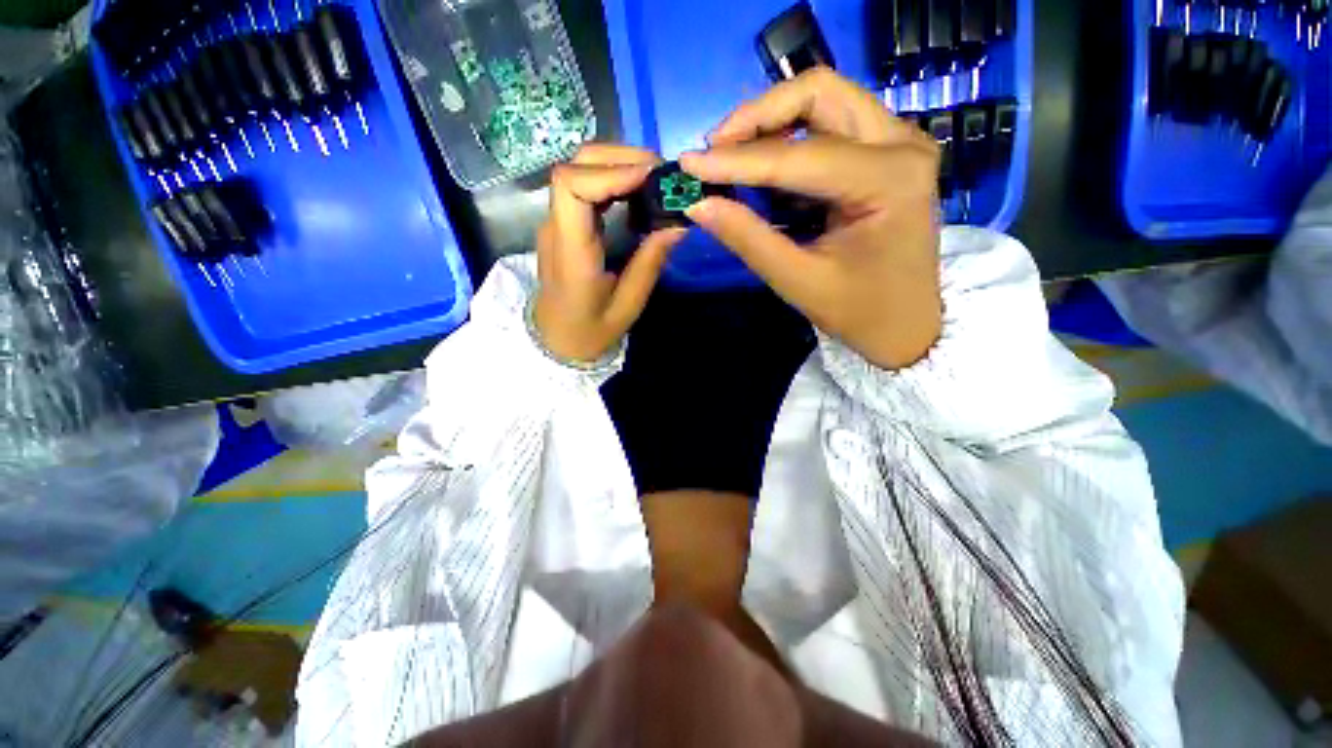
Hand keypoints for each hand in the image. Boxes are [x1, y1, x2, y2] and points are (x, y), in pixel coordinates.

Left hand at [534, 144, 686, 362]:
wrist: (556, 340)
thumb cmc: (590, 331)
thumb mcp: (627, 306)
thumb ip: (650, 263)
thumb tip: (678, 223)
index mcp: (571, 252)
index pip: (572, 186)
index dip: (611, 172)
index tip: (652, 178)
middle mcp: (557, 227)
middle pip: (574, 166)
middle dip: (620, 158)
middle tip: (662, 172)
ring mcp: (557, 222)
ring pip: (578, 169)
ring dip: (617, 163)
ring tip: (654, 177)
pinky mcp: (564, 224)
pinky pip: (584, 185)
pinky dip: (612, 177)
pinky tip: (637, 189)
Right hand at [680, 68, 942, 370]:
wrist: (906, 324)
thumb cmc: (859, 311)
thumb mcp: (798, 281)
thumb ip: (748, 238)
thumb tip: (698, 203)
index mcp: (889, 180)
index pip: (798, 156)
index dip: (737, 160)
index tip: (689, 164)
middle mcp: (901, 143)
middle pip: (819, 93)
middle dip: (757, 117)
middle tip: (715, 150)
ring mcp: (898, 142)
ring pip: (824, 100)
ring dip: (771, 122)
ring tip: (731, 158)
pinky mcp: (886, 152)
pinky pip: (830, 124)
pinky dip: (789, 139)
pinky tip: (763, 170)